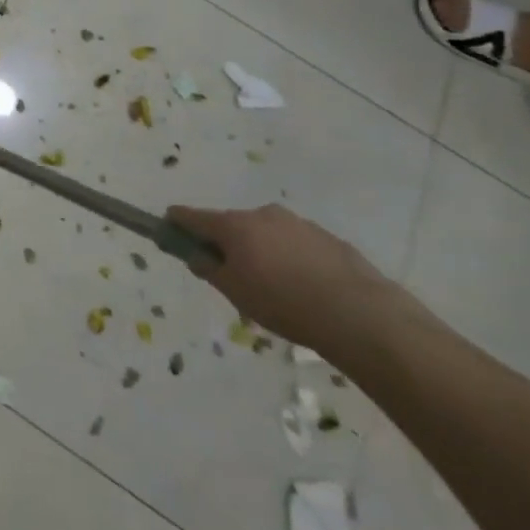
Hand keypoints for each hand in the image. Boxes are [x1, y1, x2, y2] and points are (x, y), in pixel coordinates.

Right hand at [166, 203, 405, 353]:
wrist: (360, 314)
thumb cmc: (283, 302)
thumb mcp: (235, 292)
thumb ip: (209, 269)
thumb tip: (196, 255)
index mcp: (234, 224)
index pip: (192, 215)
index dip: (177, 222)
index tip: (169, 230)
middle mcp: (263, 214)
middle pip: (233, 225)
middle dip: (228, 244)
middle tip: (233, 277)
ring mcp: (298, 223)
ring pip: (267, 235)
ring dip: (263, 252)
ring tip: (277, 290)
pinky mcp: (328, 238)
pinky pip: (297, 245)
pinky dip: (292, 260)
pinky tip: (306, 289)